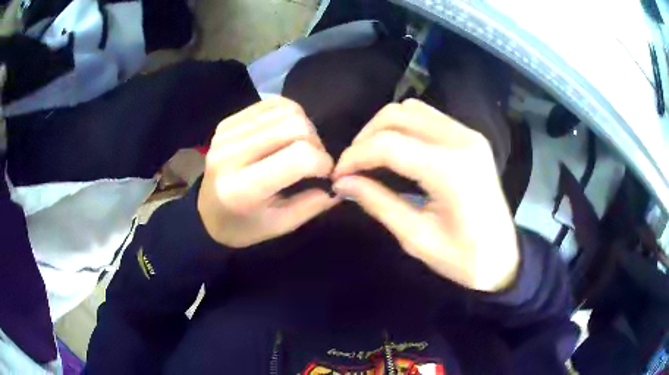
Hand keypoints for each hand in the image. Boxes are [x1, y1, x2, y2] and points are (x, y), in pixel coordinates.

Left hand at [198, 97, 338, 247]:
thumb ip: (313, 204)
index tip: (324, 175)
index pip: (299, 157)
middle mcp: (230, 154)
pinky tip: (283, 135)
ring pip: (286, 110)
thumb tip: (339, 181)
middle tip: (311, 161)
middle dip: (315, 142)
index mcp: (243, 189)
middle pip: (295, 125)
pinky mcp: (227, 122)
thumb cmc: (244, 226)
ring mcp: (226, 134)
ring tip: (296, 147)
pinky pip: (271, 104)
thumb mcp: (279, 226)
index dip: (322, 162)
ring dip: (303, 127)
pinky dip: (287, 116)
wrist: (206, 213)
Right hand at [332, 99, 518, 291]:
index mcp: (450, 170)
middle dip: (366, 137)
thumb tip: (343, 183)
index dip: (355, 156)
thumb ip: (378, 203)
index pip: (387, 144)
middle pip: (397, 115)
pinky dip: (405, 127)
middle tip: (353, 166)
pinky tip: (398, 150)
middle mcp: (461, 140)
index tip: (338, 176)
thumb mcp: (417, 238)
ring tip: (372, 156)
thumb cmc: (464, 258)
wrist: (504, 257)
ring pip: (412, 109)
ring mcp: (469, 134)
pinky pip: (428, 116)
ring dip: (384, 128)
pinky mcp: (471, 137)